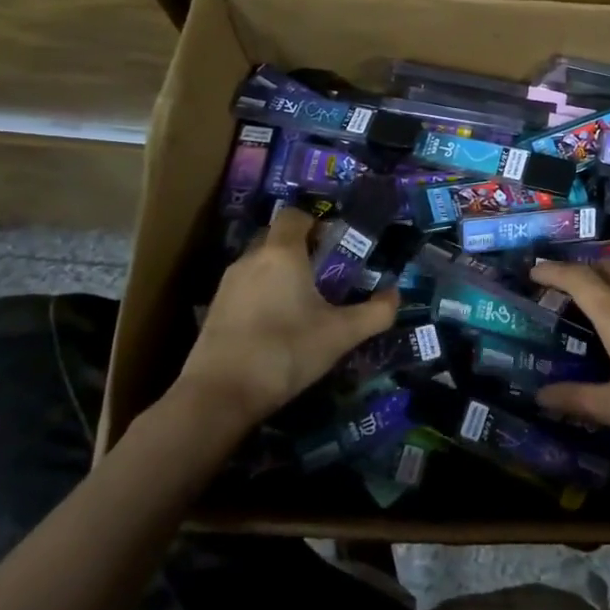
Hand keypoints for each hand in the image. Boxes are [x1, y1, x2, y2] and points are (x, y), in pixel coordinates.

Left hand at [169, 206, 397, 429]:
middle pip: (276, 238)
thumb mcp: (341, 335)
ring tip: (303, 304)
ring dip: (280, 274)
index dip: (316, 224)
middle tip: (325, 276)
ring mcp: (227, 284)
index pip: (294, 215)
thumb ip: (375, 313)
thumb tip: (396, 296)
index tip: (335, 247)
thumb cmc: (286, 351)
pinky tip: (277, 326)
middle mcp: (251, 259)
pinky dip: (262, 295)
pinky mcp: (214, 309)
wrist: (219, 395)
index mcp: (282, 253)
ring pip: (259, 264)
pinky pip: (245, 288)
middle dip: (300, 249)